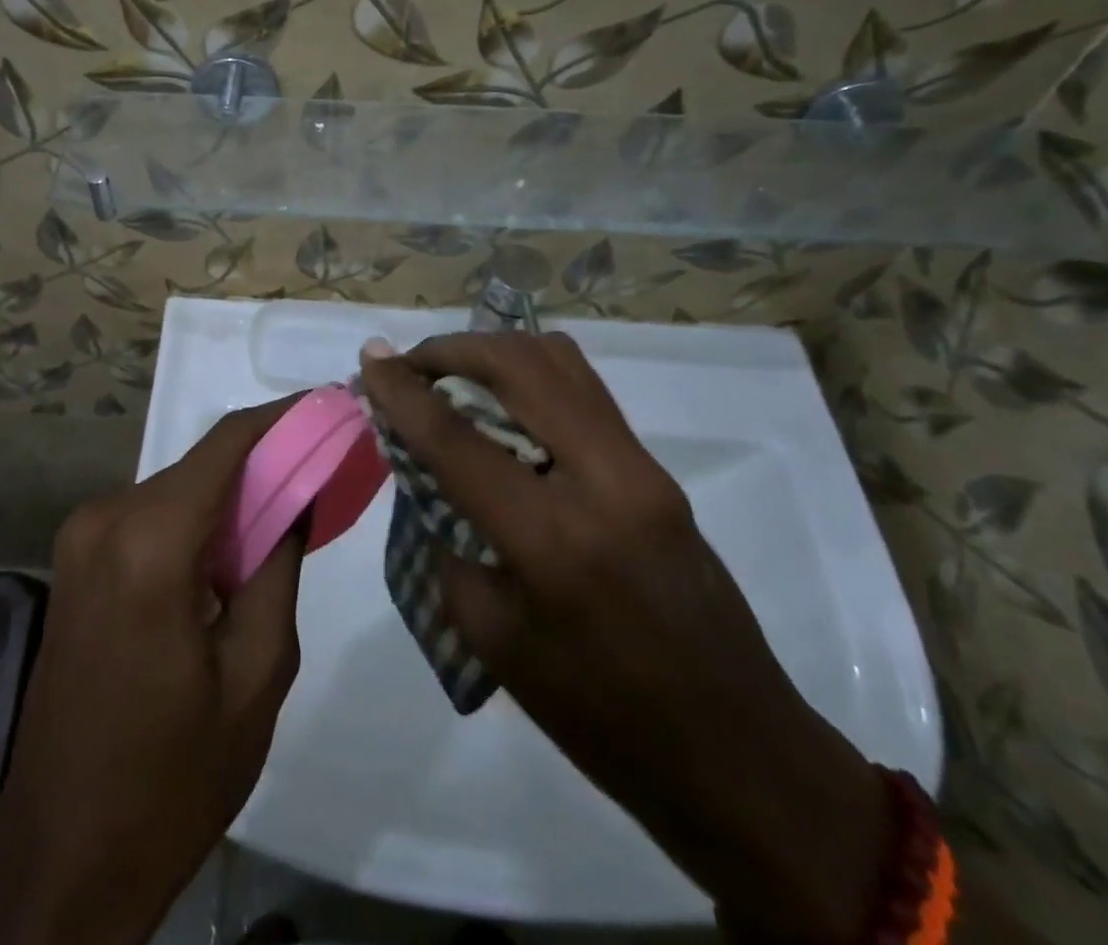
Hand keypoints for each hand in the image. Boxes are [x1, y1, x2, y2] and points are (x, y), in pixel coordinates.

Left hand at [0, 399, 304, 944]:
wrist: (62, 856)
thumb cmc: (172, 778)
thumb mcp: (256, 674)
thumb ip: (279, 566)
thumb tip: (295, 496)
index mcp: (150, 542)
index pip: (227, 443)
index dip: (283, 417)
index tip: (331, 406)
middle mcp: (106, 519)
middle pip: (202, 465)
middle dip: (264, 462)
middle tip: (323, 471)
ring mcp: (81, 537)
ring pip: (178, 488)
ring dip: (231, 496)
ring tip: (287, 516)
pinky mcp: (75, 561)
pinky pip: (150, 516)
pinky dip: (196, 521)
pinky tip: (231, 553)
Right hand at [359, 334, 891, 944]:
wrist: (737, 756)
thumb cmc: (600, 718)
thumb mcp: (493, 640)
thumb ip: (451, 539)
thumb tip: (432, 474)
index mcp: (553, 540)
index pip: (458, 438)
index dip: (403, 391)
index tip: (370, 358)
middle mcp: (605, 480)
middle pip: (518, 366)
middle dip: (451, 350)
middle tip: (410, 366)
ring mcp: (642, 468)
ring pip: (560, 361)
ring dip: (494, 352)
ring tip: (453, 372)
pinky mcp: (658, 471)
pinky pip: (584, 390)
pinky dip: (531, 374)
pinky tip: (504, 401)